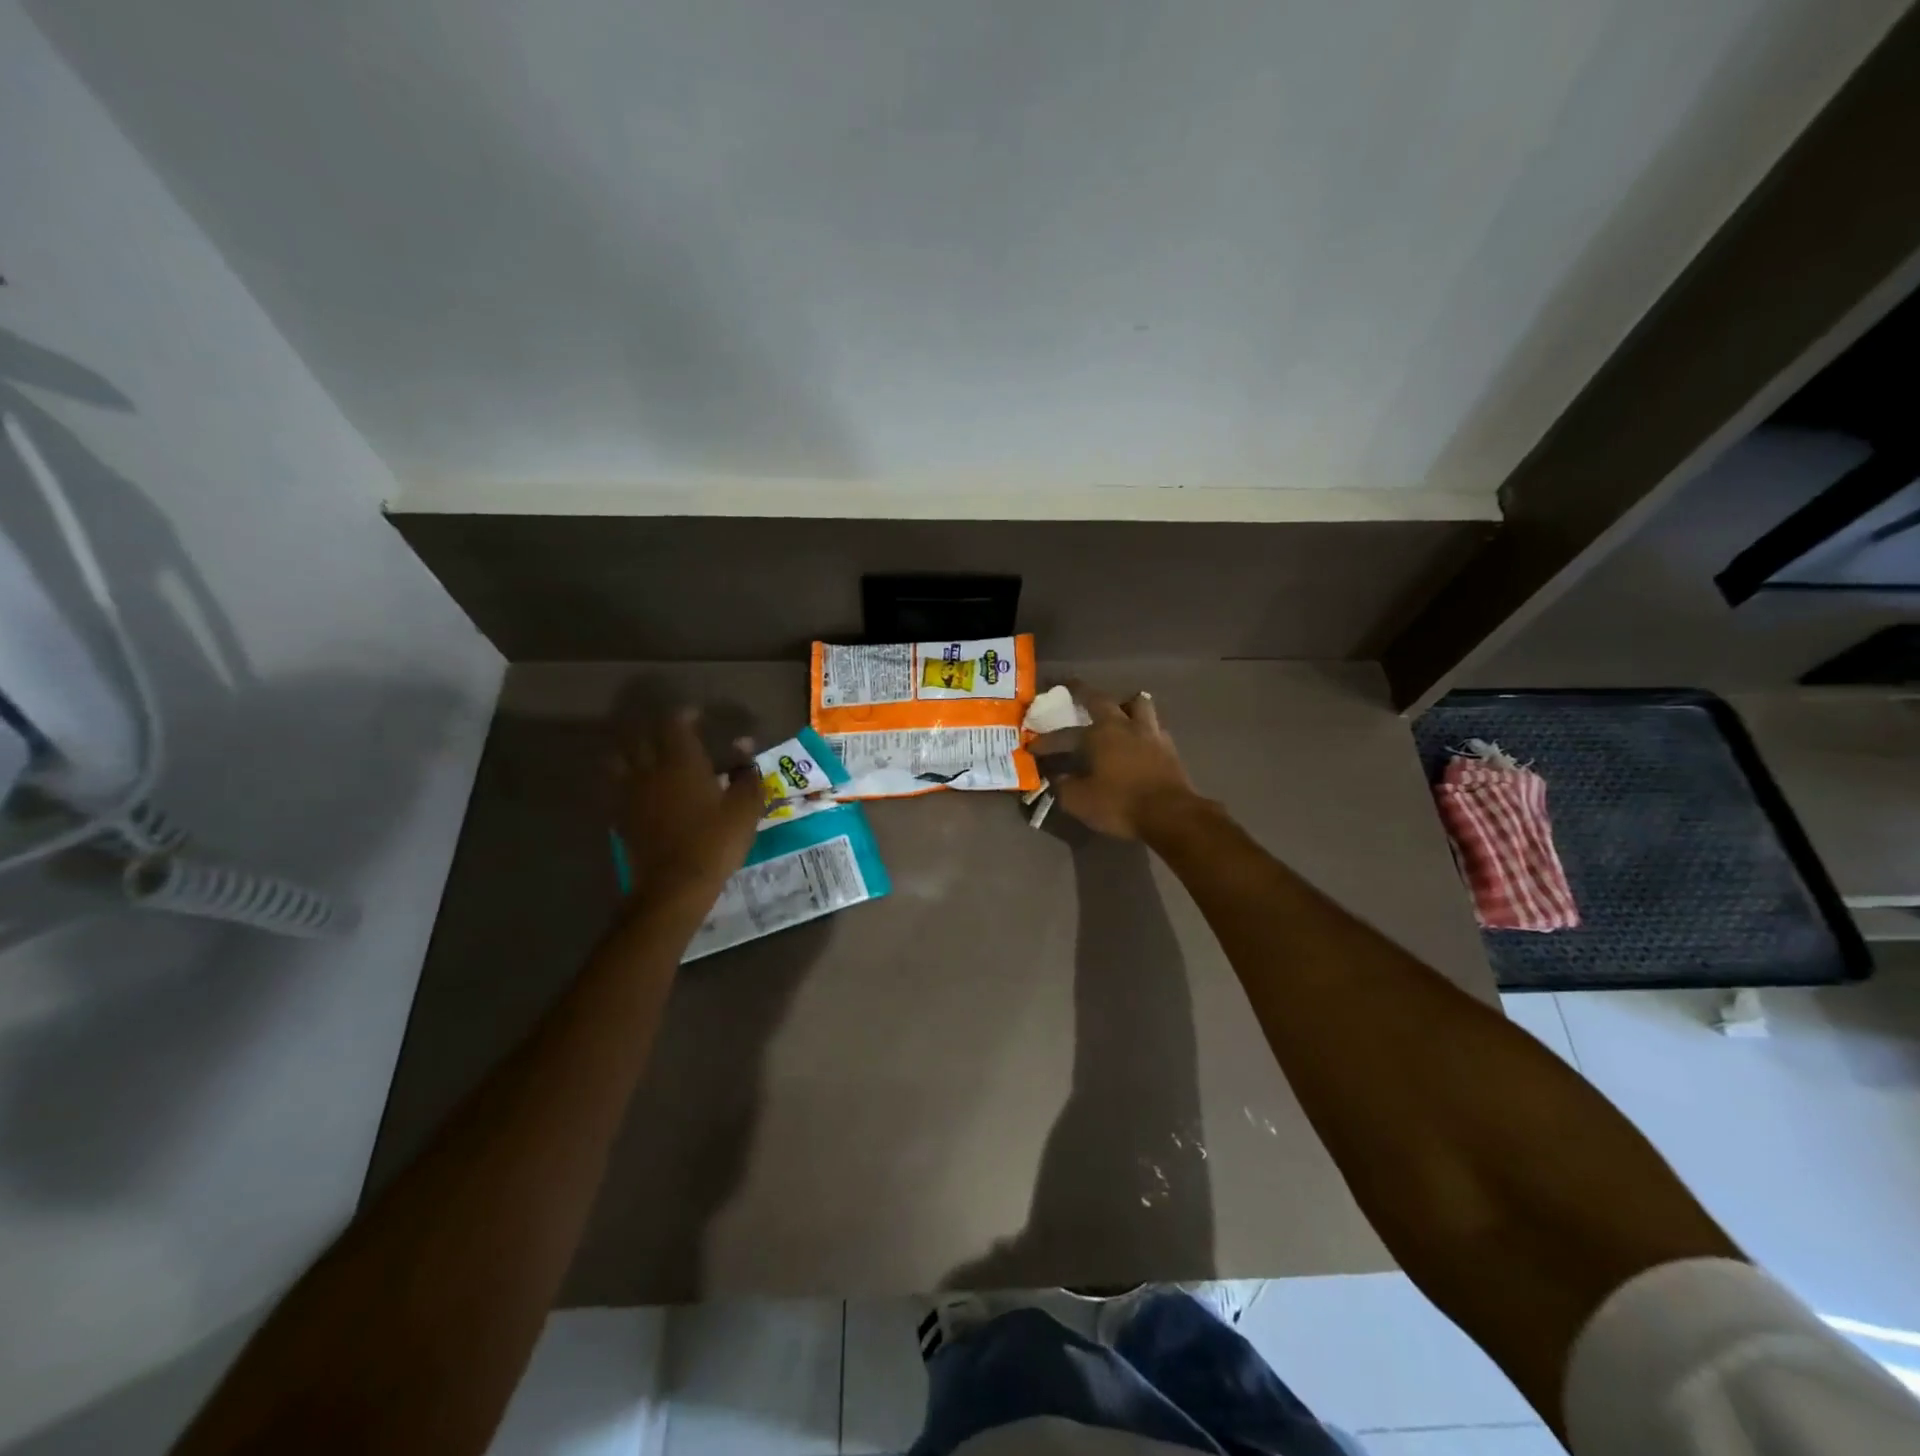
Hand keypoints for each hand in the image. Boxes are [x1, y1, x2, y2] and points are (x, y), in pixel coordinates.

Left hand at [610, 707, 763, 902]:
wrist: (674, 886)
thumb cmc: (715, 842)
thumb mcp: (745, 809)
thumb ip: (747, 775)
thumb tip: (745, 748)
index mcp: (682, 762)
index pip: (674, 724)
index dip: (684, 715)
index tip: (696, 716)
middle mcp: (650, 770)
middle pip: (641, 736)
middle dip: (654, 729)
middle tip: (671, 733)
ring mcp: (630, 794)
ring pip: (619, 759)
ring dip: (630, 751)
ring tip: (644, 755)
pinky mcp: (620, 817)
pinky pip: (615, 788)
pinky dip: (623, 781)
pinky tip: (637, 789)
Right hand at [1031, 682, 1200, 839]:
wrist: (1171, 815)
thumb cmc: (1120, 804)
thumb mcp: (1080, 801)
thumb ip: (1063, 787)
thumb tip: (1055, 778)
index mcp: (1098, 734)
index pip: (1064, 735)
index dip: (1046, 742)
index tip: (1032, 747)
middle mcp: (1123, 725)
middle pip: (1101, 699)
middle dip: (1082, 692)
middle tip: (1071, 687)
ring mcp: (1150, 733)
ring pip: (1137, 703)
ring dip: (1124, 704)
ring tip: (1117, 711)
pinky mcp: (1168, 747)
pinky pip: (1154, 727)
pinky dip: (1143, 728)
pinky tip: (1140, 738)